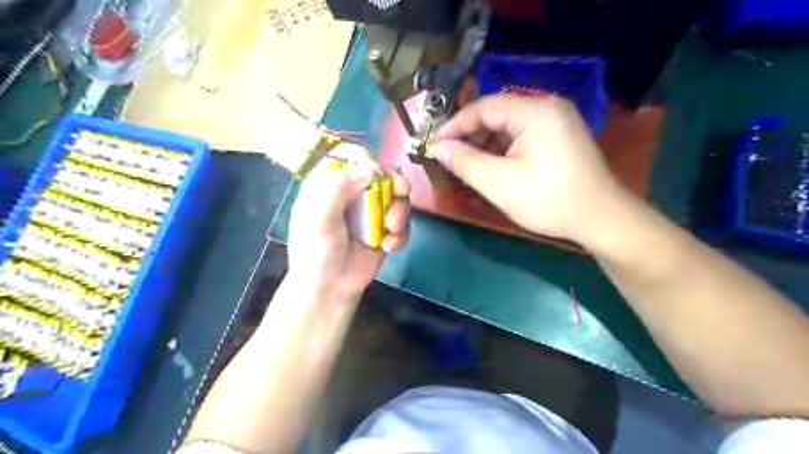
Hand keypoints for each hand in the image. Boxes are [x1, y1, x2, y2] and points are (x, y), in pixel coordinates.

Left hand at [289, 143, 410, 295]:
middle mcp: (353, 193)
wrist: (331, 289)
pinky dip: (401, 233)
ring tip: (391, 229)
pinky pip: (403, 221)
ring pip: (398, 196)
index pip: (351, 156)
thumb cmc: (315, 253)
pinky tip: (390, 247)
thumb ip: (336, 189)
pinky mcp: (386, 229)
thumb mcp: (317, 219)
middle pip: (382, 172)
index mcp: (330, 184)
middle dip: (395, 183)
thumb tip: (369, 169)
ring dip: (400, 211)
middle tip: (400, 193)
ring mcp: (372, 211)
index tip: (375, 174)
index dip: (366, 160)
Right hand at [434, 92, 627, 244]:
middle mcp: (547, 107)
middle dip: (469, 135)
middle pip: (496, 114)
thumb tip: (439, 147)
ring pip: (507, 125)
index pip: (484, 107)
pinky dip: (501, 148)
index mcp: (536, 112)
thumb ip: (466, 162)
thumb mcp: (500, 184)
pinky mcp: (557, 135)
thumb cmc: (549, 201)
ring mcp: (555, 120)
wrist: (600, 219)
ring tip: (465, 163)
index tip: (435, 145)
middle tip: (448, 157)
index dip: (455, 125)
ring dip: (484, 143)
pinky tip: (489, 165)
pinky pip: (520, 135)